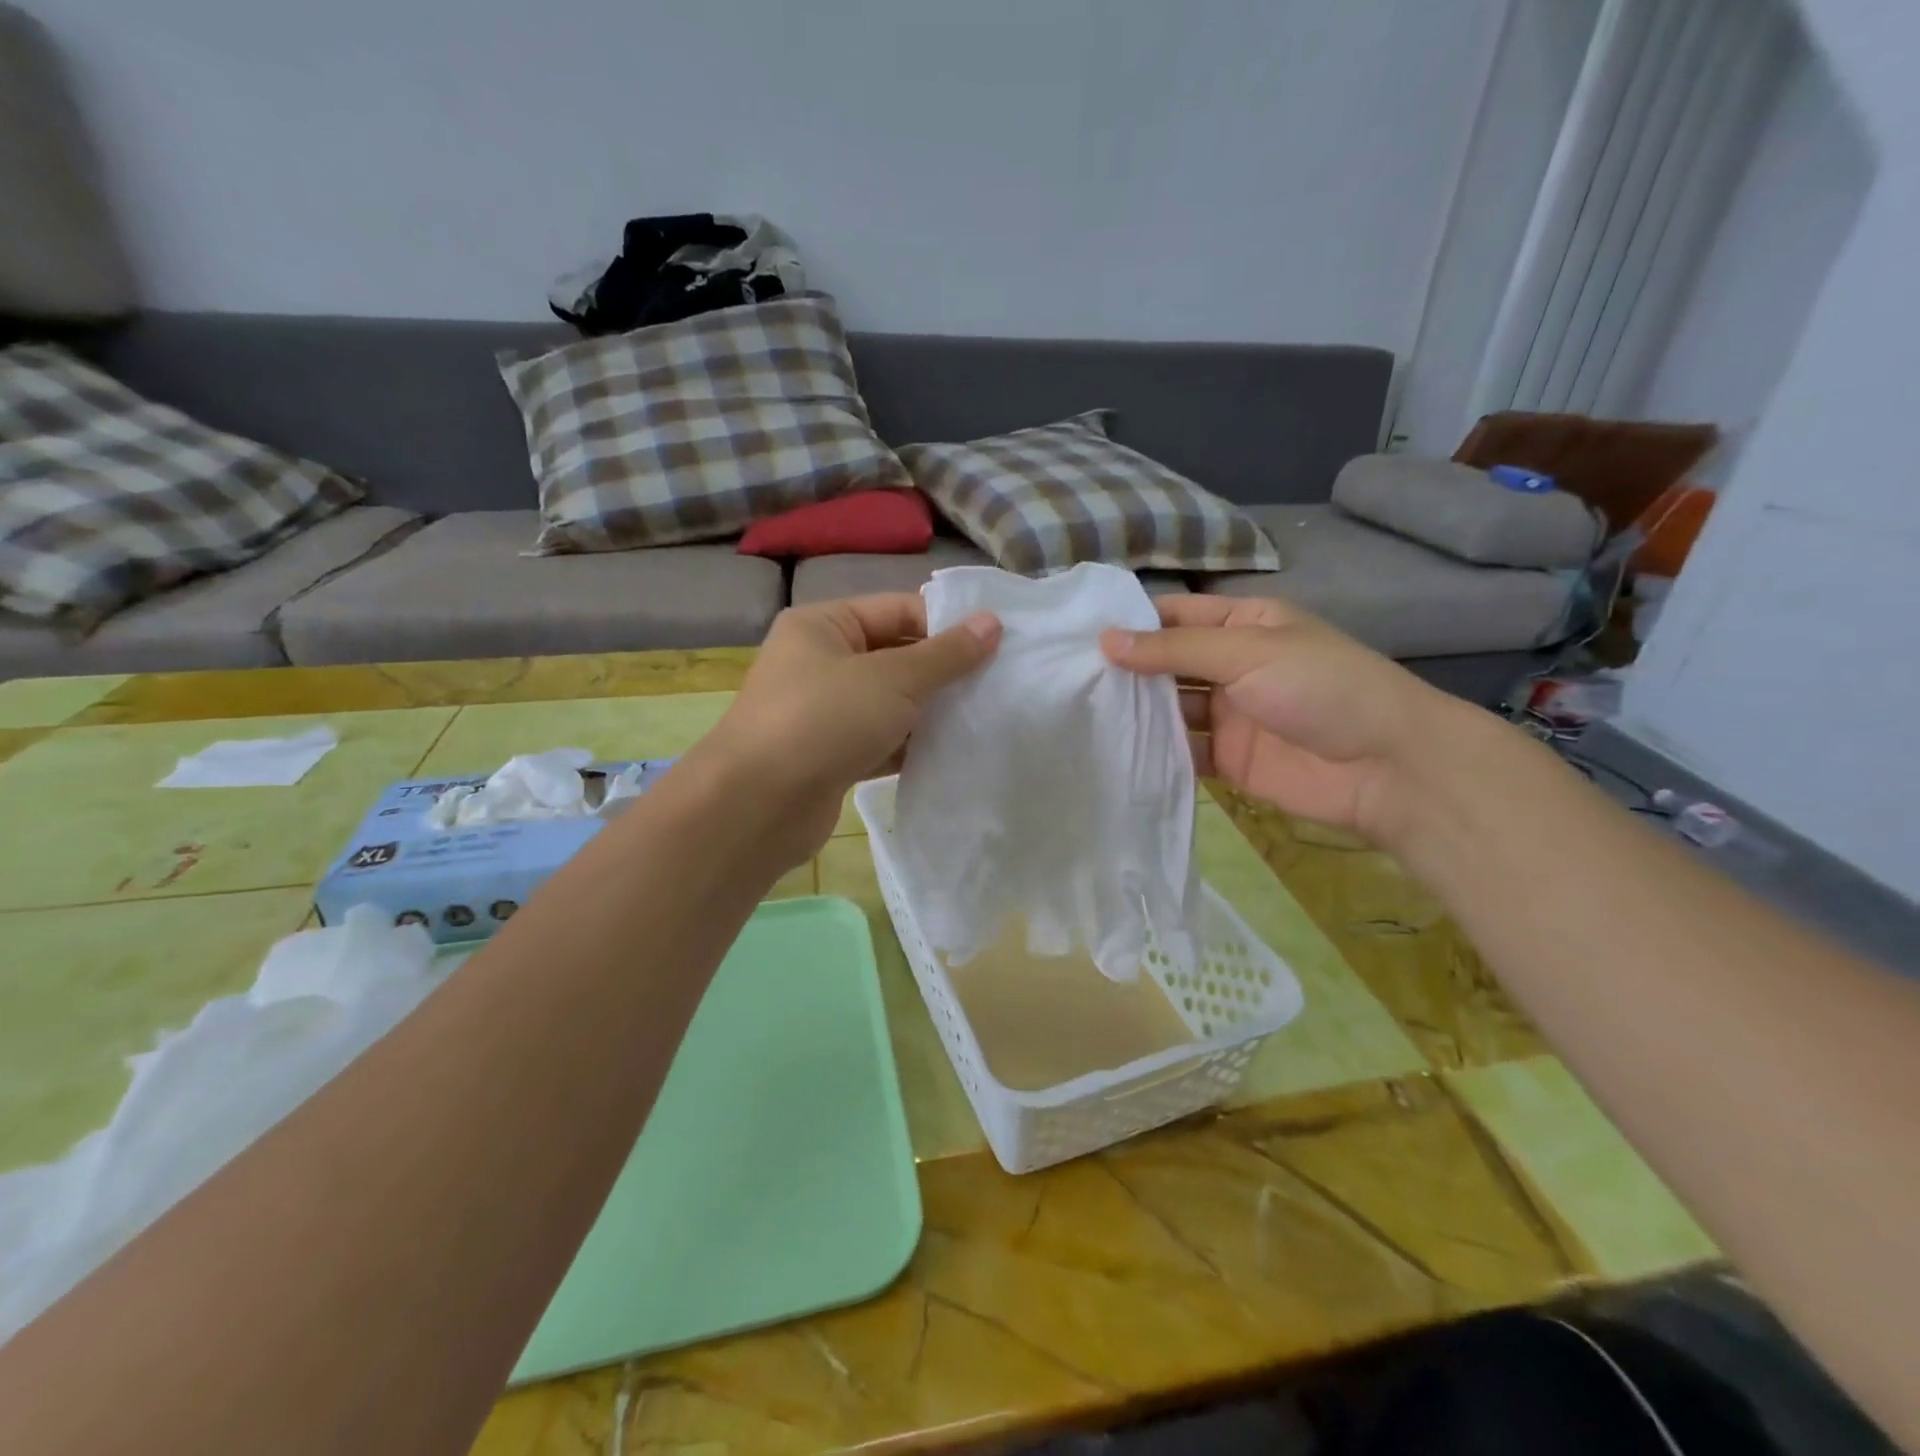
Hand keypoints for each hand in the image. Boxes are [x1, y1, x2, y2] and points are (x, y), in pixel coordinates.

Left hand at [703, 594, 1000, 864]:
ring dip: (932, 711)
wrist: (758, 806)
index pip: (898, 610)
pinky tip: (953, 752)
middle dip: (944, 672)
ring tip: (985, 718)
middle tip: (998, 684)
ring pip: (892, 703)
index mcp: (824, 625)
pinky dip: (912, 745)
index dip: (947, 625)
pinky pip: (882, 740)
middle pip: (896, 656)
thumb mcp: (893, 679)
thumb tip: (992, 623)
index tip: (998, 646)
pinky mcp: (832, 756)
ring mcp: (825, 713)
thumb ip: (946, 654)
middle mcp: (821, 663)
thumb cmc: (824, 720)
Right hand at [1101, 594, 1460, 846]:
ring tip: (1077, 713)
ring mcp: (1228, 714)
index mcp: (1243, 625)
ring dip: (1134, 711)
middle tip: (1065, 678)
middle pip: (1166, 663)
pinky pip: (1182, 750)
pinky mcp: (1227, 758)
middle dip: (1125, 670)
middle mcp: (1231, 666)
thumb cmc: (1322, 687)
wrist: (1387, 767)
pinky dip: (1153, 752)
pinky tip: (1112, 752)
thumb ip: (1175, 650)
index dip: (1131, 623)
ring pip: (1169, 708)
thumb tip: (1105, 641)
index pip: (1175, 616)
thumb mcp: (1248, 652)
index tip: (1076, 633)